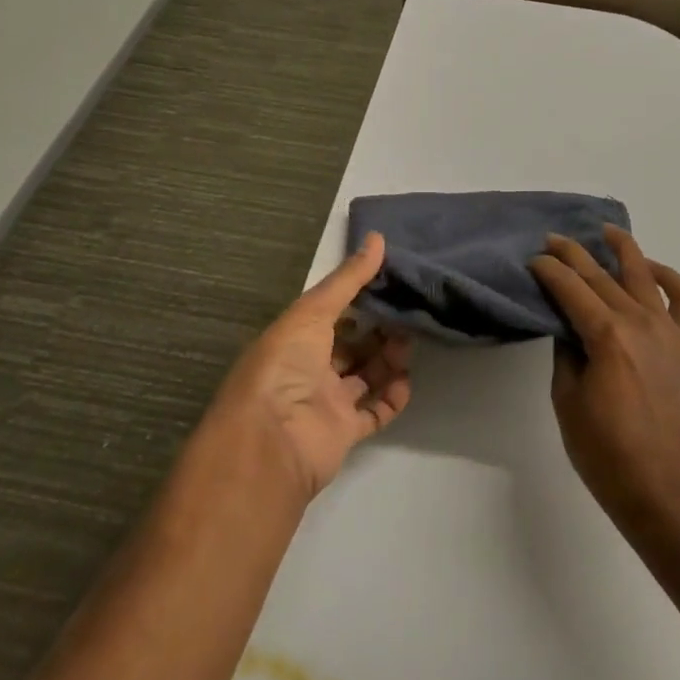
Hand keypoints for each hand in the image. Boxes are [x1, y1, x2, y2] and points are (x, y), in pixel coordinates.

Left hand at [212, 233, 411, 499]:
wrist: (271, 442)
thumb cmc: (284, 366)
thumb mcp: (313, 311)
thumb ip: (348, 279)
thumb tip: (378, 237)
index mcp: (294, 339)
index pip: (330, 314)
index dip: (358, 300)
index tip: (390, 284)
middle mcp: (308, 369)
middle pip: (350, 346)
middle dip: (378, 331)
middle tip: (406, 317)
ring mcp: (325, 403)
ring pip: (364, 376)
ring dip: (388, 361)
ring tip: (407, 347)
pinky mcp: (343, 433)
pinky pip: (373, 412)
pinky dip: (391, 399)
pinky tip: (406, 382)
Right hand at [532, 227, 679, 545]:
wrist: (670, 492)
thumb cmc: (609, 456)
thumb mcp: (568, 403)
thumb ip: (566, 354)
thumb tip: (567, 327)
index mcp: (606, 336)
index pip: (571, 288)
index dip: (549, 270)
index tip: (534, 259)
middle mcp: (640, 321)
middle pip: (602, 275)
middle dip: (574, 254)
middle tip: (553, 239)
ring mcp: (669, 330)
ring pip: (644, 274)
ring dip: (622, 248)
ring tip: (605, 231)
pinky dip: (669, 276)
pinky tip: (652, 269)